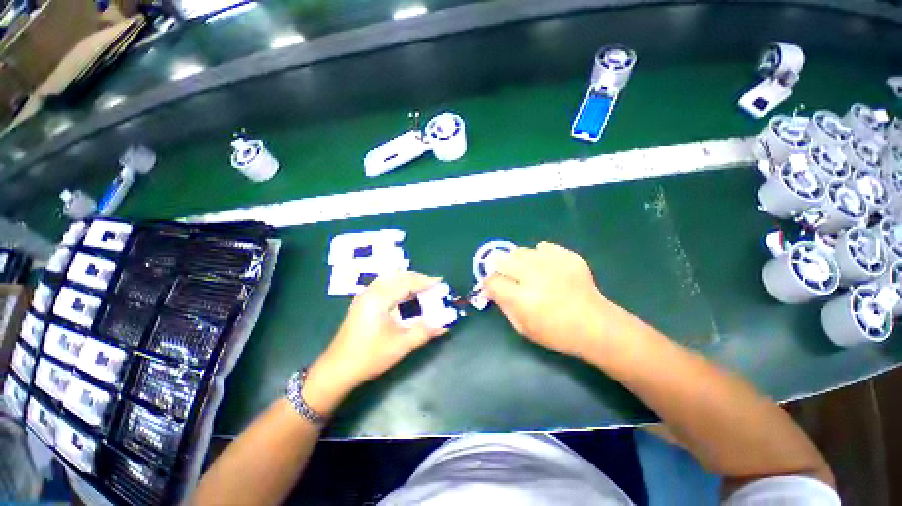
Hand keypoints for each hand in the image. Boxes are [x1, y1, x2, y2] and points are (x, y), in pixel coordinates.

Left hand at [305, 271, 447, 414]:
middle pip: (398, 276)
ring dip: (407, 280)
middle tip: (433, 285)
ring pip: (390, 279)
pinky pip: (384, 285)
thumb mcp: (401, 345)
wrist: (337, 369)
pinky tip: (406, 295)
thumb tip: (444, 325)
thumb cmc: (369, 356)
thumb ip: (424, 332)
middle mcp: (371, 292)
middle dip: (417, 278)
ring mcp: (364, 296)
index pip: (406, 282)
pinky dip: (398, 285)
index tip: (440, 282)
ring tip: (422, 288)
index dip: (425, 281)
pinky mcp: (362, 302)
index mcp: (379, 299)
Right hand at [483, 242, 626, 358]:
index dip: (488, 283)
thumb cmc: (556, 333)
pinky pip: (543, 247)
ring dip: (518, 261)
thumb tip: (489, 289)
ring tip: (527, 272)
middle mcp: (534, 276)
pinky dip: (539, 255)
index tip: (492, 287)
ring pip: (521, 251)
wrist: (596, 326)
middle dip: (498, 267)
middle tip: (507, 276)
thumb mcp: (523, 327)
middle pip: (502, 259)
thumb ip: (503, 305)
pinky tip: (545, 267)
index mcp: (522, 298)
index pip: (492, 280)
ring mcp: (552, 263)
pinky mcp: (568, 256)